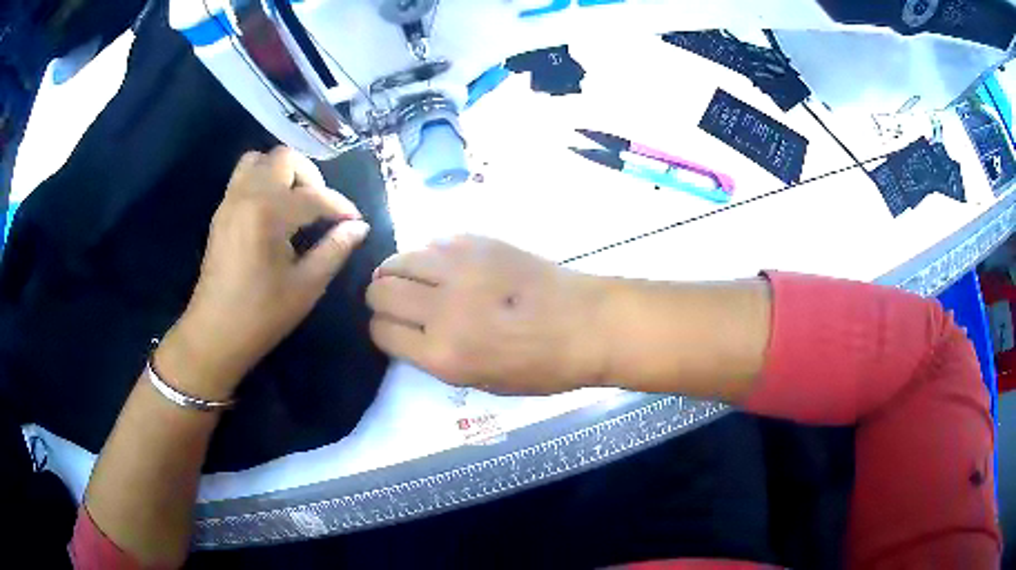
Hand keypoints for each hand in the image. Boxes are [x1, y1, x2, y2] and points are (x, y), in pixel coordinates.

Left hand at [157, 147, 369, 400]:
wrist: (214, 334)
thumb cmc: (261, 315)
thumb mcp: (306, 286)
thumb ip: (334, 250)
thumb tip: (358, 227)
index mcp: (268, 213)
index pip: (313, 195)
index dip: (340, 206)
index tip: (355, 221)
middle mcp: (247, 195)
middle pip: (284, 158)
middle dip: (310, 176)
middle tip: (320, 206)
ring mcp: (230, 201)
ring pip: (259, 160)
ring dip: (282, 172)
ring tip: (295, 201)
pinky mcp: (221, 212)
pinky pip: (243, 176)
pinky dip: (263, 180)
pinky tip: (273, 211)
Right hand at [367, 236, 607, 394]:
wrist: (587, 324)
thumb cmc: (542, 366)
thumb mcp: (483, 382)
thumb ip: (438, 358)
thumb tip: (412, 331)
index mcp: (443, 354)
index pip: (380, 331)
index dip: (382, 330)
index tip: (394, 328)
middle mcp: (441, 308)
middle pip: (380, 290)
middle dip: (381, 298)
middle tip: (400, 302)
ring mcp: (458, 268)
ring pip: (399, 259)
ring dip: (399, 271)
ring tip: (417, 280)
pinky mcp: (477, 242)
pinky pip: (432, 242)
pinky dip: (430, 256)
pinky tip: (449, 266)